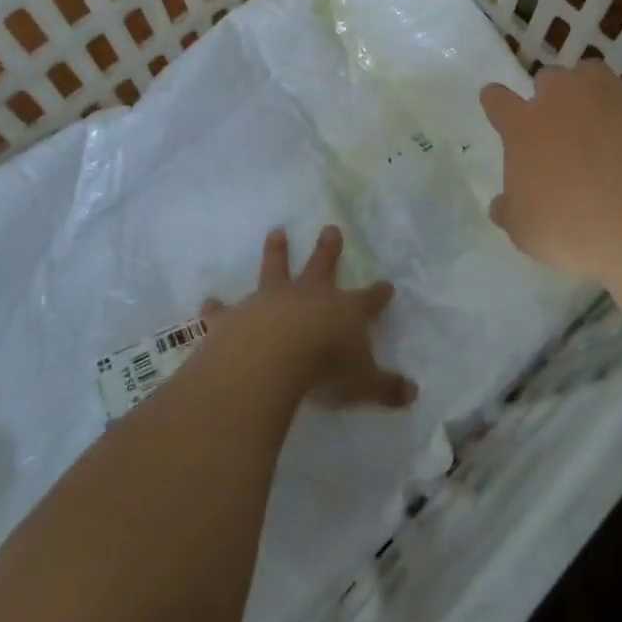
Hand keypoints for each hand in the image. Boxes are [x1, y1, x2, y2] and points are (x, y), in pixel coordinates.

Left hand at [204, 226, 416, 408]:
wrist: (272, 357)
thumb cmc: (325, 368)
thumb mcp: (363, 384)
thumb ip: (386, 388)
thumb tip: (413, 393)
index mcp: (344, 312)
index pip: (368, 301)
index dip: (378, 295)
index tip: (387, 285)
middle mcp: (309, 297)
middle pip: (322, 267)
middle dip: (328, 250)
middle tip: (330, 228)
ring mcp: (271, 301)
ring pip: (275, 269)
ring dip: (277, 252)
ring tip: (276, 232)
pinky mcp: (237, 316)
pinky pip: (226, 309)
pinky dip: (217, 307)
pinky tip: (208, 301)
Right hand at [481, 62, 621, 285]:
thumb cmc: (577, 229)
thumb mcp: (527, 232)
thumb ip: (510, 211)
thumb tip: (502, 205)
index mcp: (524, 127)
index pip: (497, 100)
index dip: (498, 103)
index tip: (500, 108)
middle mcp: (562, 96)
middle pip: (549, 79)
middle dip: (554, 98)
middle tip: (566, 129)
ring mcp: (609, 88)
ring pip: (593, 73)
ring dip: (595, 92)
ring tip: (610, 120)